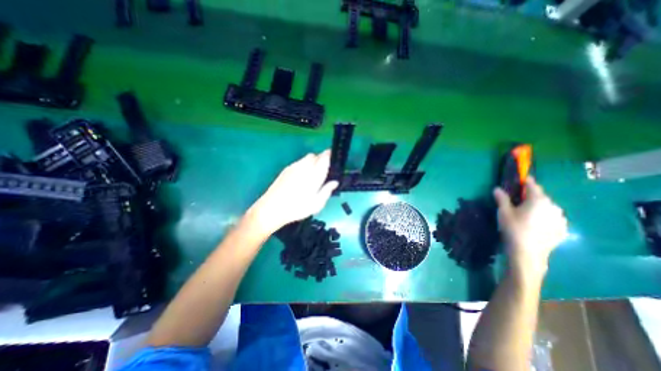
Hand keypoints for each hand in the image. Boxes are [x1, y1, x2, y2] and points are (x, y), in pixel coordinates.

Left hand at [248, 151, 340, 236]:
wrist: (272, 208)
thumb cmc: (297, 208)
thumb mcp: (316, 204)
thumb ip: (327, 191)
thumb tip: (334, 182)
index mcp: (314, 174)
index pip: (324, 158)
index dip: (329, 156)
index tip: (332, 159)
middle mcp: (304, 167)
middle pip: (314, 156)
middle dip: (320, 159)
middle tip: (322, 171)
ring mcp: (293, 167)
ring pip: (306, 158)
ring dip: (311, 162)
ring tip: (311, 175)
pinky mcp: (286, 169)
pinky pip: (298, 162)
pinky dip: (303, 165)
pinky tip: (301, 178)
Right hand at [496, 177, 568, 278]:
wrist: (528, 253)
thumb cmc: (513, 228)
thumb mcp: (504, 212)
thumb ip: (502, 198)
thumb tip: (497, 188)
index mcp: (538, 200)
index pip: (533, 186)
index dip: (527, 181)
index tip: (523, 178)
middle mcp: (553, 206)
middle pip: (542, 197)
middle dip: (531, 196)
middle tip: (520, 200)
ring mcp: (561, 219)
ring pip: (548, 208)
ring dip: (539, 207)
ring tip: (528, 213)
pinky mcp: (563, 229)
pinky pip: (553, 218)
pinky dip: (545, 217)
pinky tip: (536, 224)